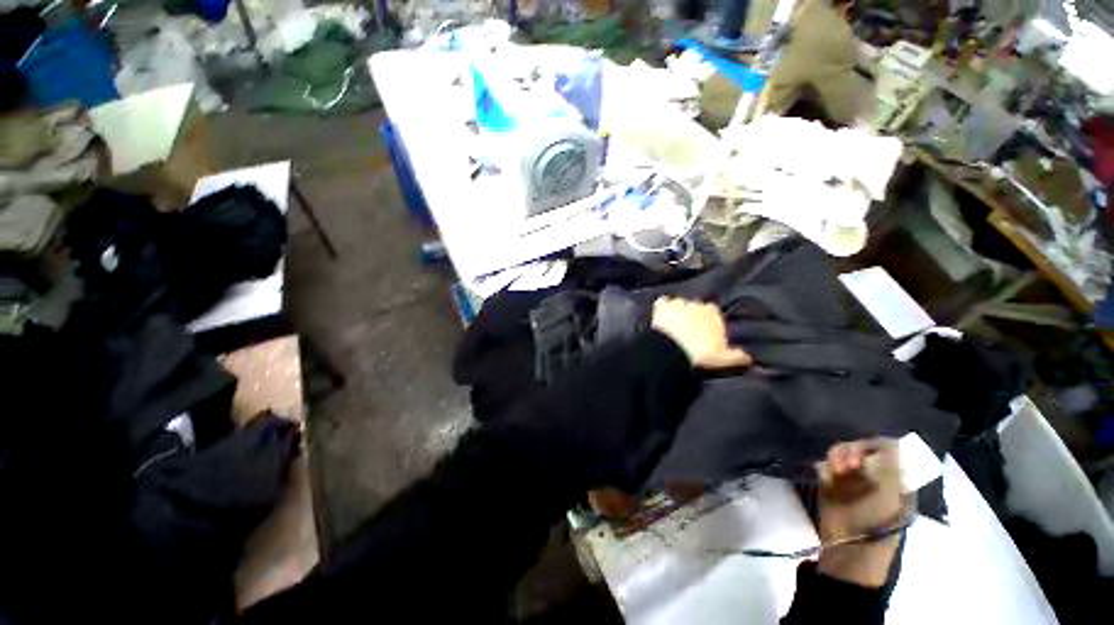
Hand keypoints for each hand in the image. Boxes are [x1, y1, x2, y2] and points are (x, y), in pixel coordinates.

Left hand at [651, 298, 751, 369]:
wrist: (674, 350)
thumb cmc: (701, 353)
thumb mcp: (723, 358)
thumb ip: (737, 356)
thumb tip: (749, 358)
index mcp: (714, 313)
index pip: (713, 312)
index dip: (708, 321)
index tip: (705, 331)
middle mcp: (697, 303)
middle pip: (696, 306)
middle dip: (693, 315)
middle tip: (688, 329)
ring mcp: (678, 303)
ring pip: (679, 303)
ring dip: (677, 310)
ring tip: (673, 323)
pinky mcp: (662, 306)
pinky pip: (662, 302)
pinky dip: (662, 307)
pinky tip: (660, 315)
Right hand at [816, 439, 902, 587]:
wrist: (849, 551)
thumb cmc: (877, 526)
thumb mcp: (891, 497)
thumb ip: (890, 467)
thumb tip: (889, 440)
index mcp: (896, 480)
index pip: (887, 450)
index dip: (873, 446)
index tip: (862, 453)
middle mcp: (874, 477)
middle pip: (862, 450)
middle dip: (852, 451)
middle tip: (846, 463)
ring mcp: (852, 482)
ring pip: (841, 456)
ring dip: (837, 457)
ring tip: (835, 469)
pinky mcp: (830, 486)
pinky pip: (826, 466)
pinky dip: (825, 466)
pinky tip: (825, 474)